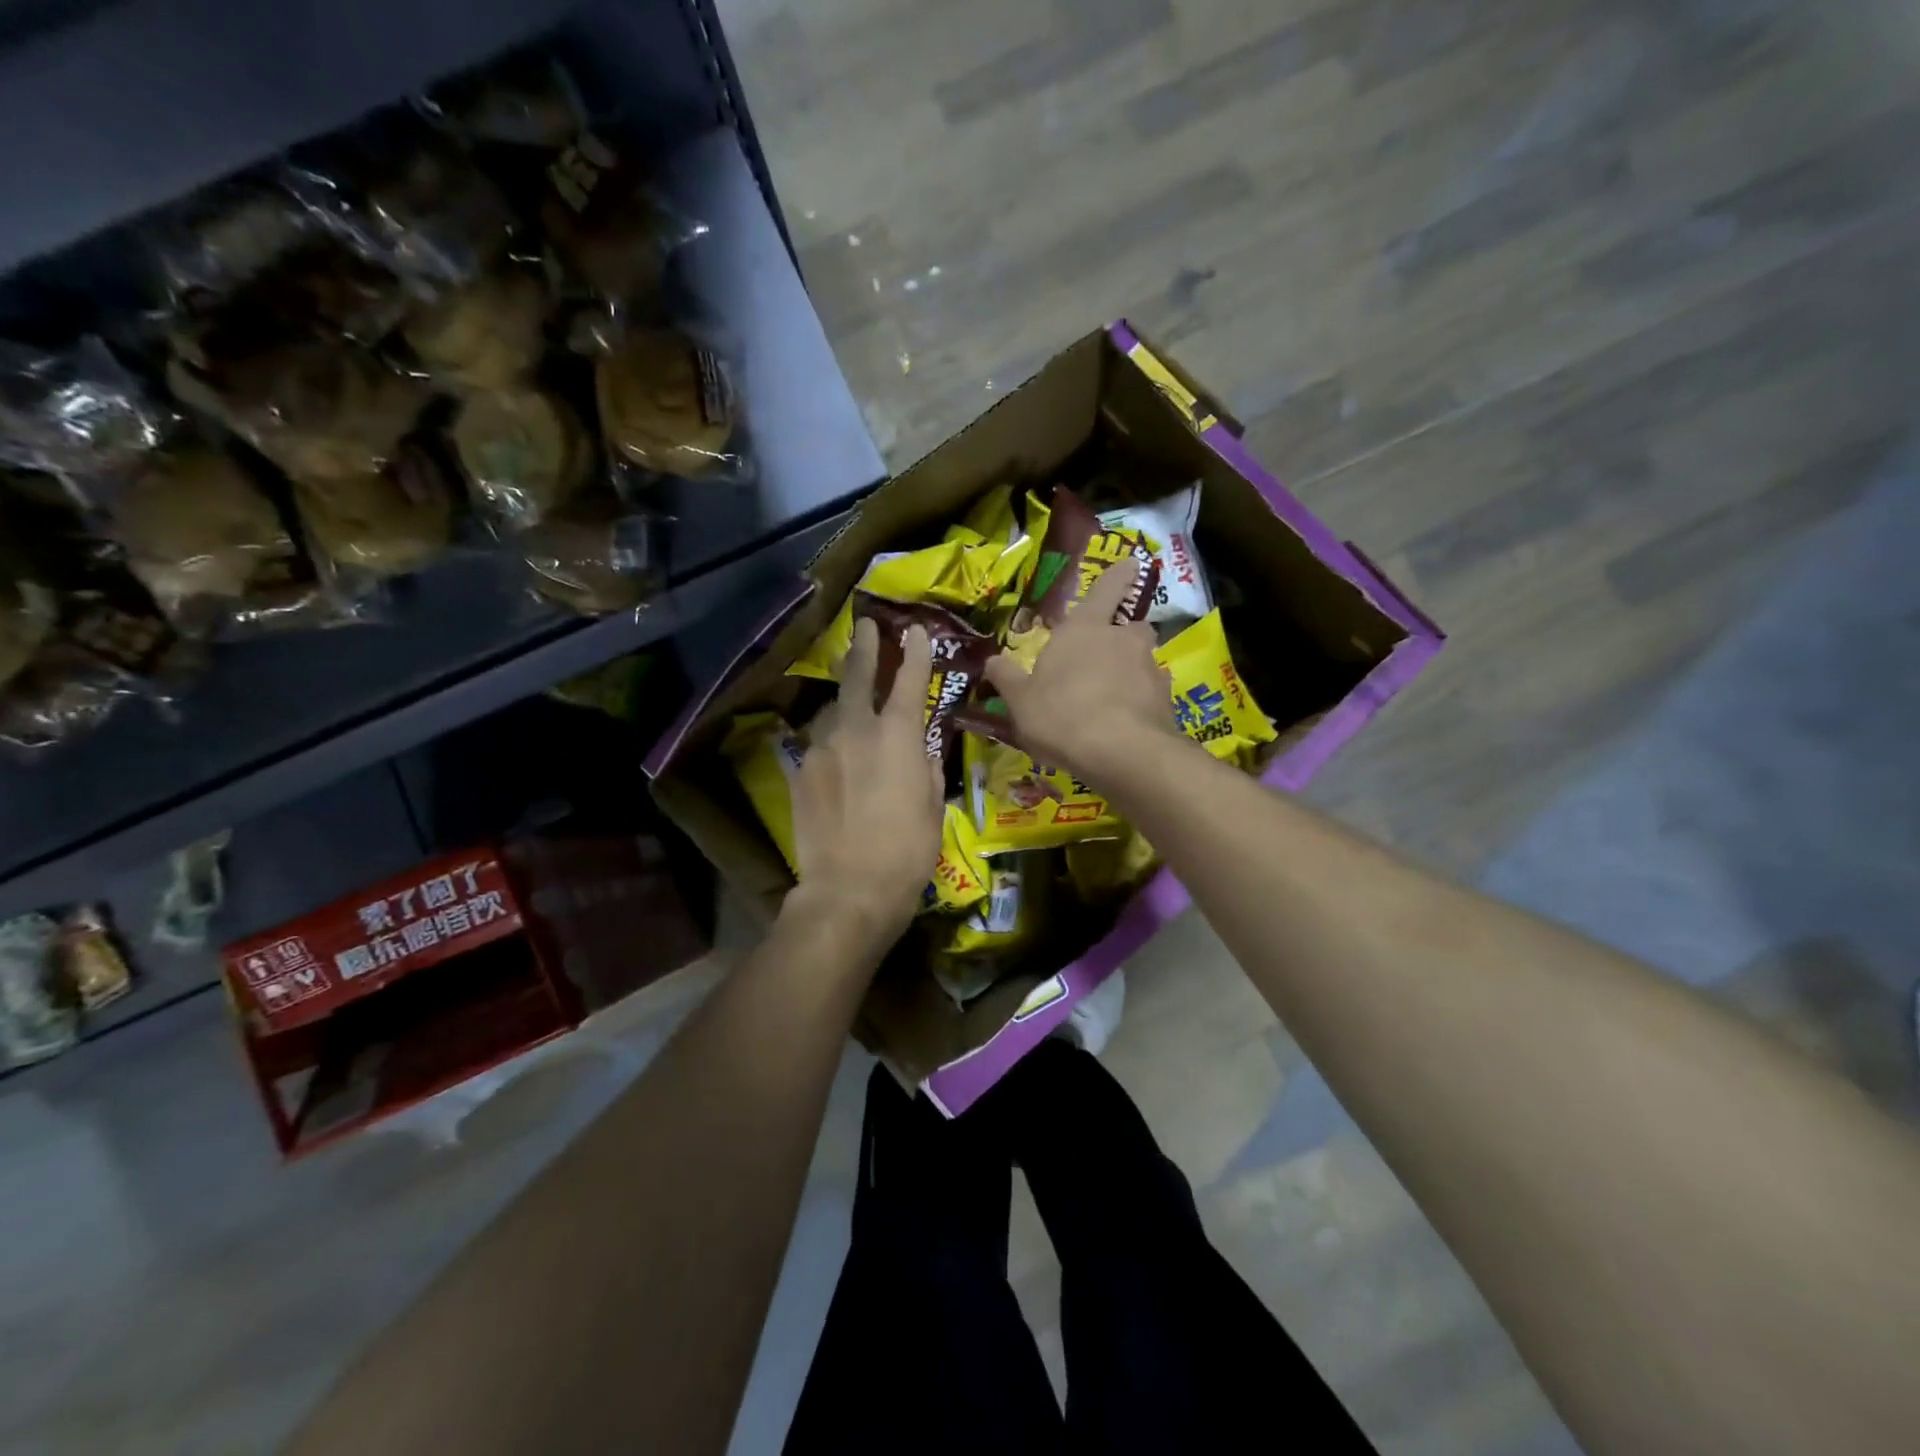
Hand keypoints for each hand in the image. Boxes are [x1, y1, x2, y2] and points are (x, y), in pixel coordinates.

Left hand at [788, 618, 943, 945]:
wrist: (848, 890)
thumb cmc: (907, 852)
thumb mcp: (933, 807)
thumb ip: (927, 766)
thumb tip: (922, 747)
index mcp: (899, 737)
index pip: (910, 682)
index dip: (916, 653)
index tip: (918, 632)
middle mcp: (857, 730)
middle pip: (858, 676)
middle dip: (865, 647)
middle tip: (866, 626)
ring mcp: (822, 748)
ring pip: (832, 711)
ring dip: (844, 703)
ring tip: (851, 706)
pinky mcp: (799, 771)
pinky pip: (816, 744)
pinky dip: (829, 741)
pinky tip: (834, 754)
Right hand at [984, 562, 1180, 785]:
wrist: (1121, 753)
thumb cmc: (1061, 715)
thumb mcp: (1020, 701)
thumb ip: (1008, 679)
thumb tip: (992, 660)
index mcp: (1085, 629)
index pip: (1106, 589)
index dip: (1118, 575)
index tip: (1131, 563)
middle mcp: (1123, 640)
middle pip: (1132, 626)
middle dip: (1124, 634)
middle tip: (1108, 653)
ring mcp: (1150, 670)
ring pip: (1144, 661)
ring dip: (1132, 671)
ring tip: (1115, 697)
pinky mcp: (1166, 702)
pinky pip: (1152, 694)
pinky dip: (1142, 702)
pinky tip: (1128, 723)